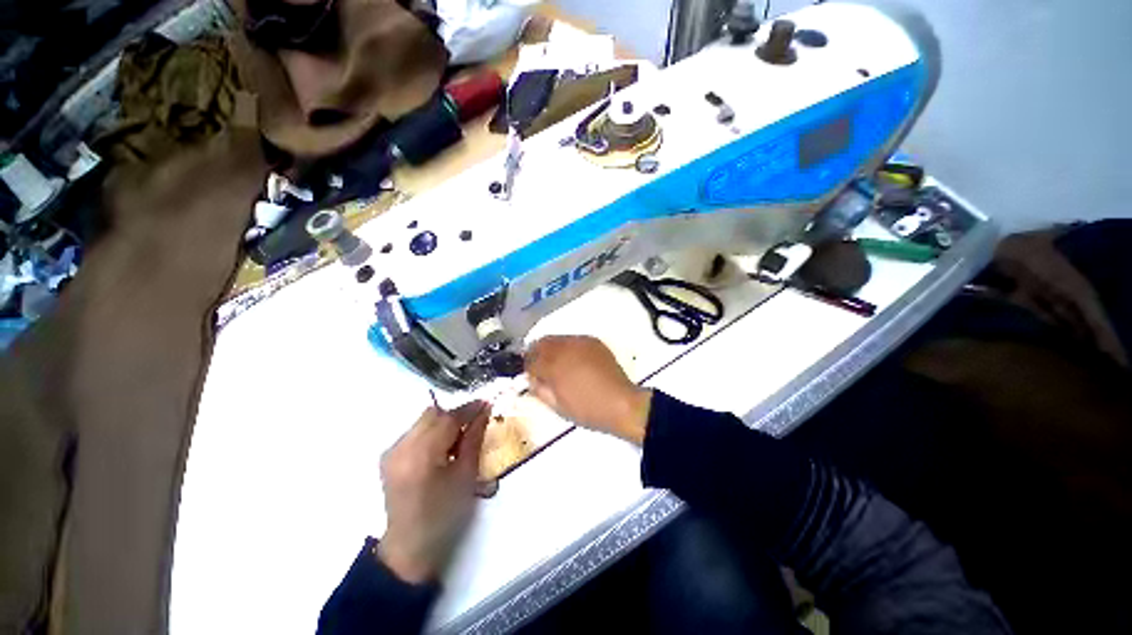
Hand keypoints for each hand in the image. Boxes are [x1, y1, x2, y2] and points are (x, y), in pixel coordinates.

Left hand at [377, 401, 489, 583]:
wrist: (410, 548)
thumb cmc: (445, 515)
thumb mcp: (466, 476)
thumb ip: (474, 438)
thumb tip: (484, 412)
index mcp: (421, 455)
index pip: (448, 419)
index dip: (469, 409)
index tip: (487, 404)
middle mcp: (401, 447)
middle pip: (433, 414)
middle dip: (456, 414)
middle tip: (475, 423)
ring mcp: (391, 452)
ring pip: (424, 421)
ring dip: (444, 423)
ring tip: (460, 439)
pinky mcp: (389, 457)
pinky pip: (415, 432)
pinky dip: (432, 432)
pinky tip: (442, 449)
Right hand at [525, 335, 651, 444]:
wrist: (621, 403)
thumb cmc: (587, 409)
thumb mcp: (557, 406)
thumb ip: (539, 389)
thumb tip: (532, 379)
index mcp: (554, 365)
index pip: (531, 359)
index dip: (527, 366)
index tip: (529, 373)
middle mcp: (566, 348)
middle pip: (543, 343)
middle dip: (536, 353)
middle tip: (539, 365)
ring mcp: (581, 342)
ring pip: (558, 338)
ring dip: (552, 348)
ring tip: (556, 363)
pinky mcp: (593, 341)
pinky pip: (574, 339)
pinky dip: (568, 348)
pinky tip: (573, 360)